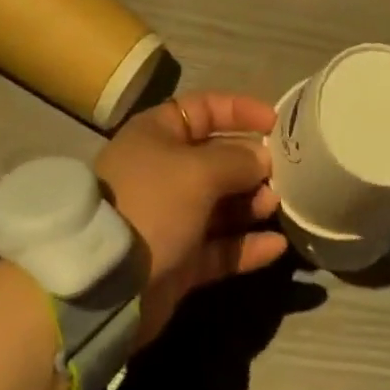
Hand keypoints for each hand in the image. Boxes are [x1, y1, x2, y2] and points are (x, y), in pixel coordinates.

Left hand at [95, 91, 287, 347]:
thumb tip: (262, 158)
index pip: (206, 108)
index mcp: (159, 133)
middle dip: (251, 163)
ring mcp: (172, 216)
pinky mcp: (179, 260)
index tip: (276, 122)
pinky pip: (220, 247)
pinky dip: (247, 245)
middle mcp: (165, 169)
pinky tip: (277, 246)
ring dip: (252, 203)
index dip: (240, 111)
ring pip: (222, 203)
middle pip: (217, 158)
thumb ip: (236, 160)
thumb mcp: (197, 170)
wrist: (106, 281)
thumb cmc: (152, 202)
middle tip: (284, 172)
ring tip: (278, 205)